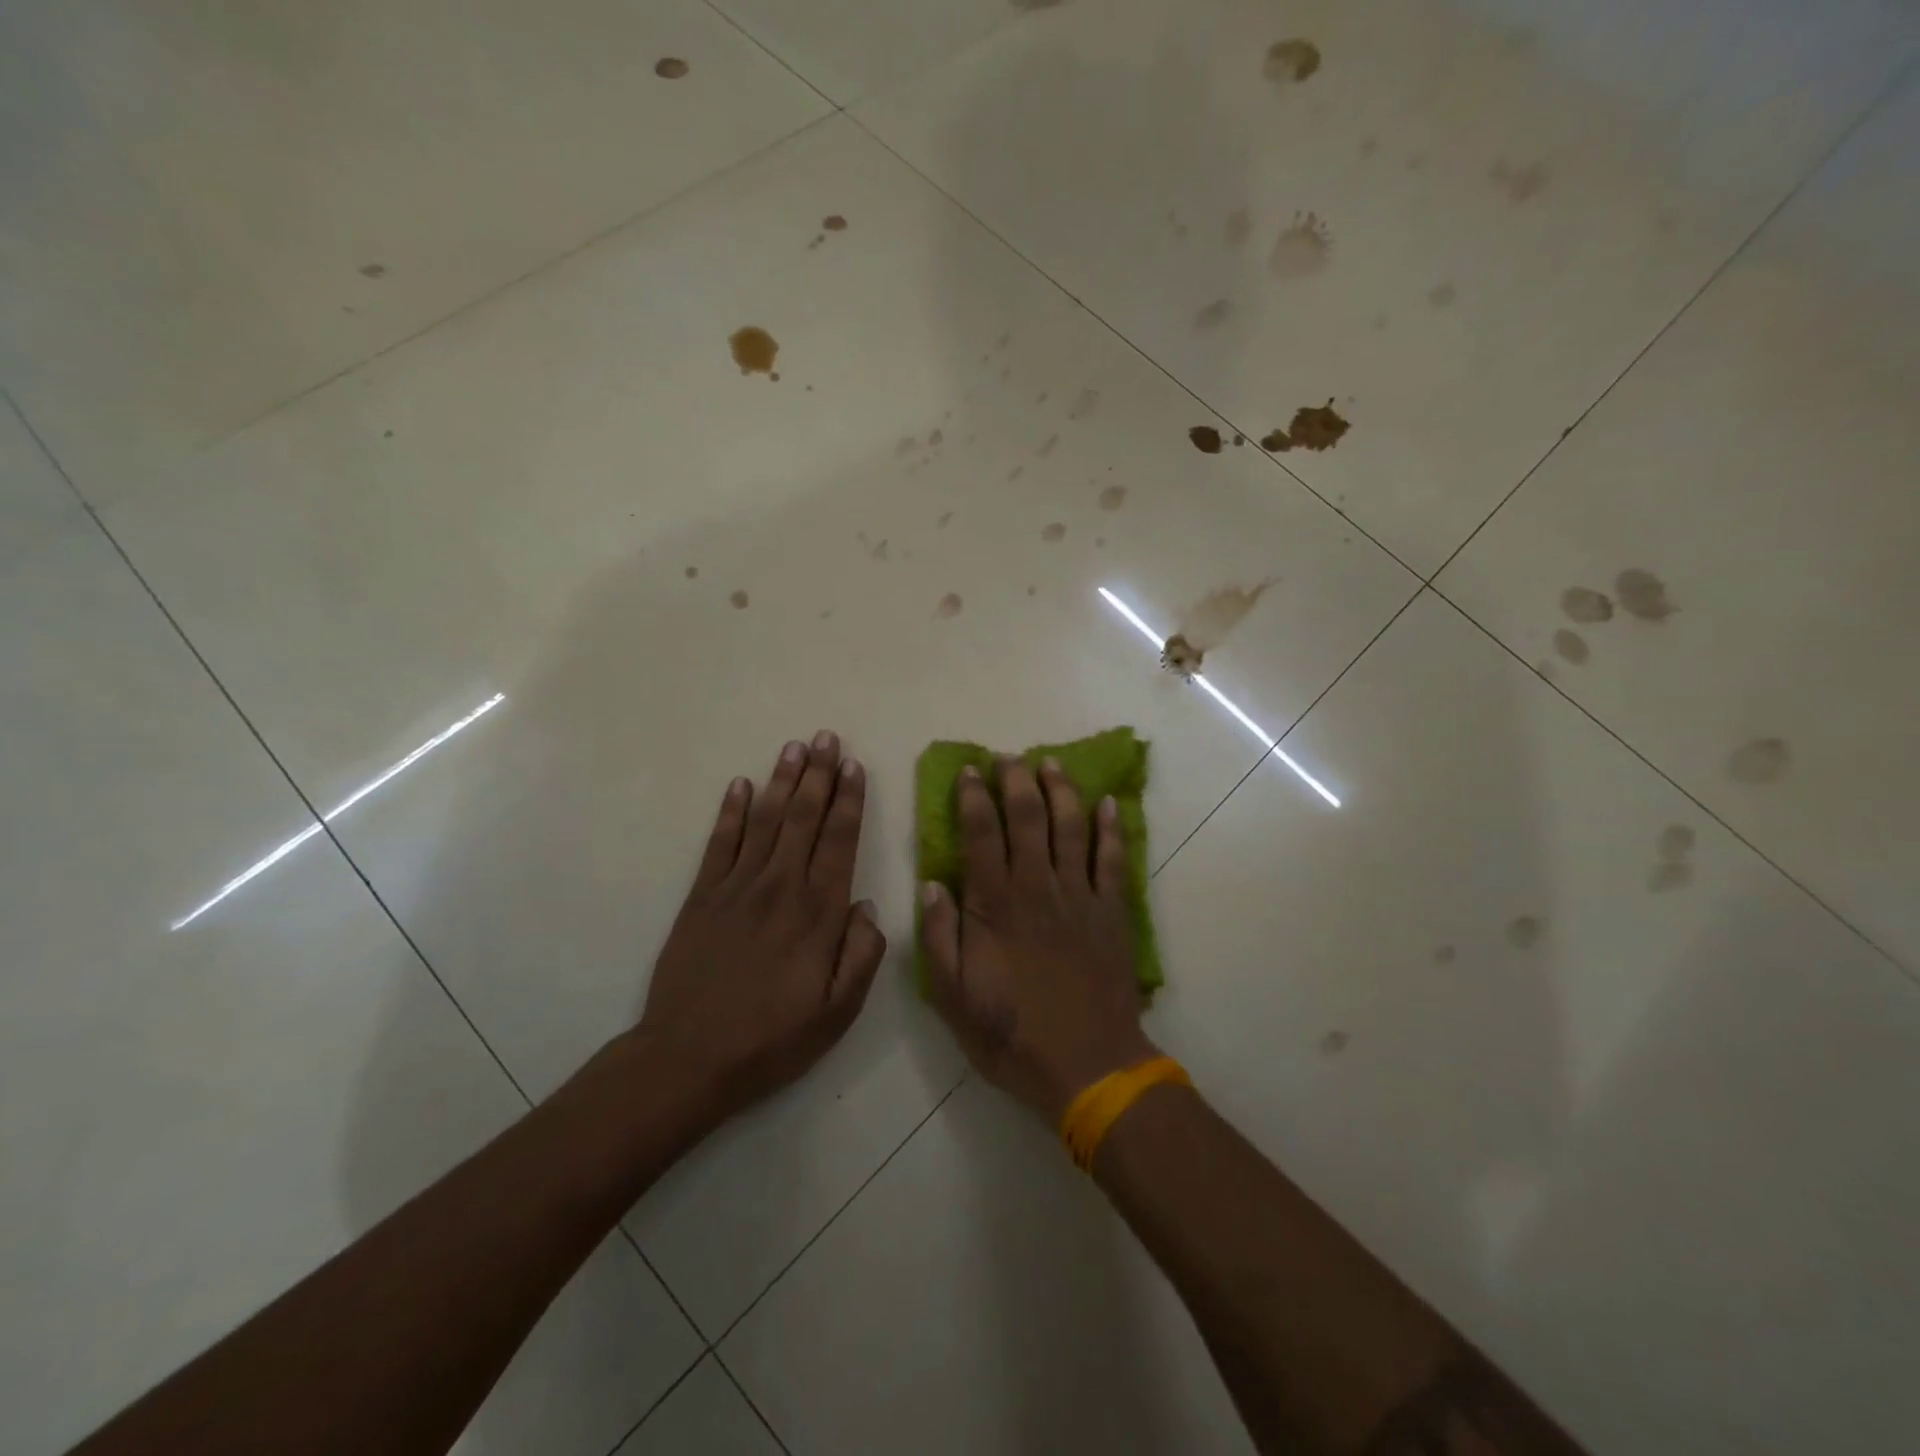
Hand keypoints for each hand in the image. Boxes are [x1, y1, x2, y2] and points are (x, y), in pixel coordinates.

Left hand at [637, 731, 885, 1126]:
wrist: (689, 1057)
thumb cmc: (772, 1038)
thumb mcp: (838, 1012)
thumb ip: (862, 955)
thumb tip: (867, 906)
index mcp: (818, 912)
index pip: (839, 840)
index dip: (848, 800)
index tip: (854, 765)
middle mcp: (780, 887)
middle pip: (803, 818)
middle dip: (818, 774)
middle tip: (826, 737)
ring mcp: (736, 887)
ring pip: (765, 820)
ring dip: (781, 780)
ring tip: (793, 747)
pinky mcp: (701, 896)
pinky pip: (719, 843)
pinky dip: (730, 811)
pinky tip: (740, 785)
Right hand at [921, 757, 1155, 1122]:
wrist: (1088, 1066)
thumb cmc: (1012, 1034)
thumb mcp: (952, 997)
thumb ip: (939, 937)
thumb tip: (931, 884)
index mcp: (995, 905)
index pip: (981, 834)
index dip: (974, 797)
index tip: (970, 771)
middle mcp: (1037, 887)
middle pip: (1028, 818)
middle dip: (1017, 780)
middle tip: (1008, 757)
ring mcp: (1080, 896)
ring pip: (1071, 827)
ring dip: (1061, 790)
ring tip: (1051, 763)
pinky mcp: (1112, 911)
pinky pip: (1113, 859)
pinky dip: (1112, 828)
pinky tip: (1109, 803)